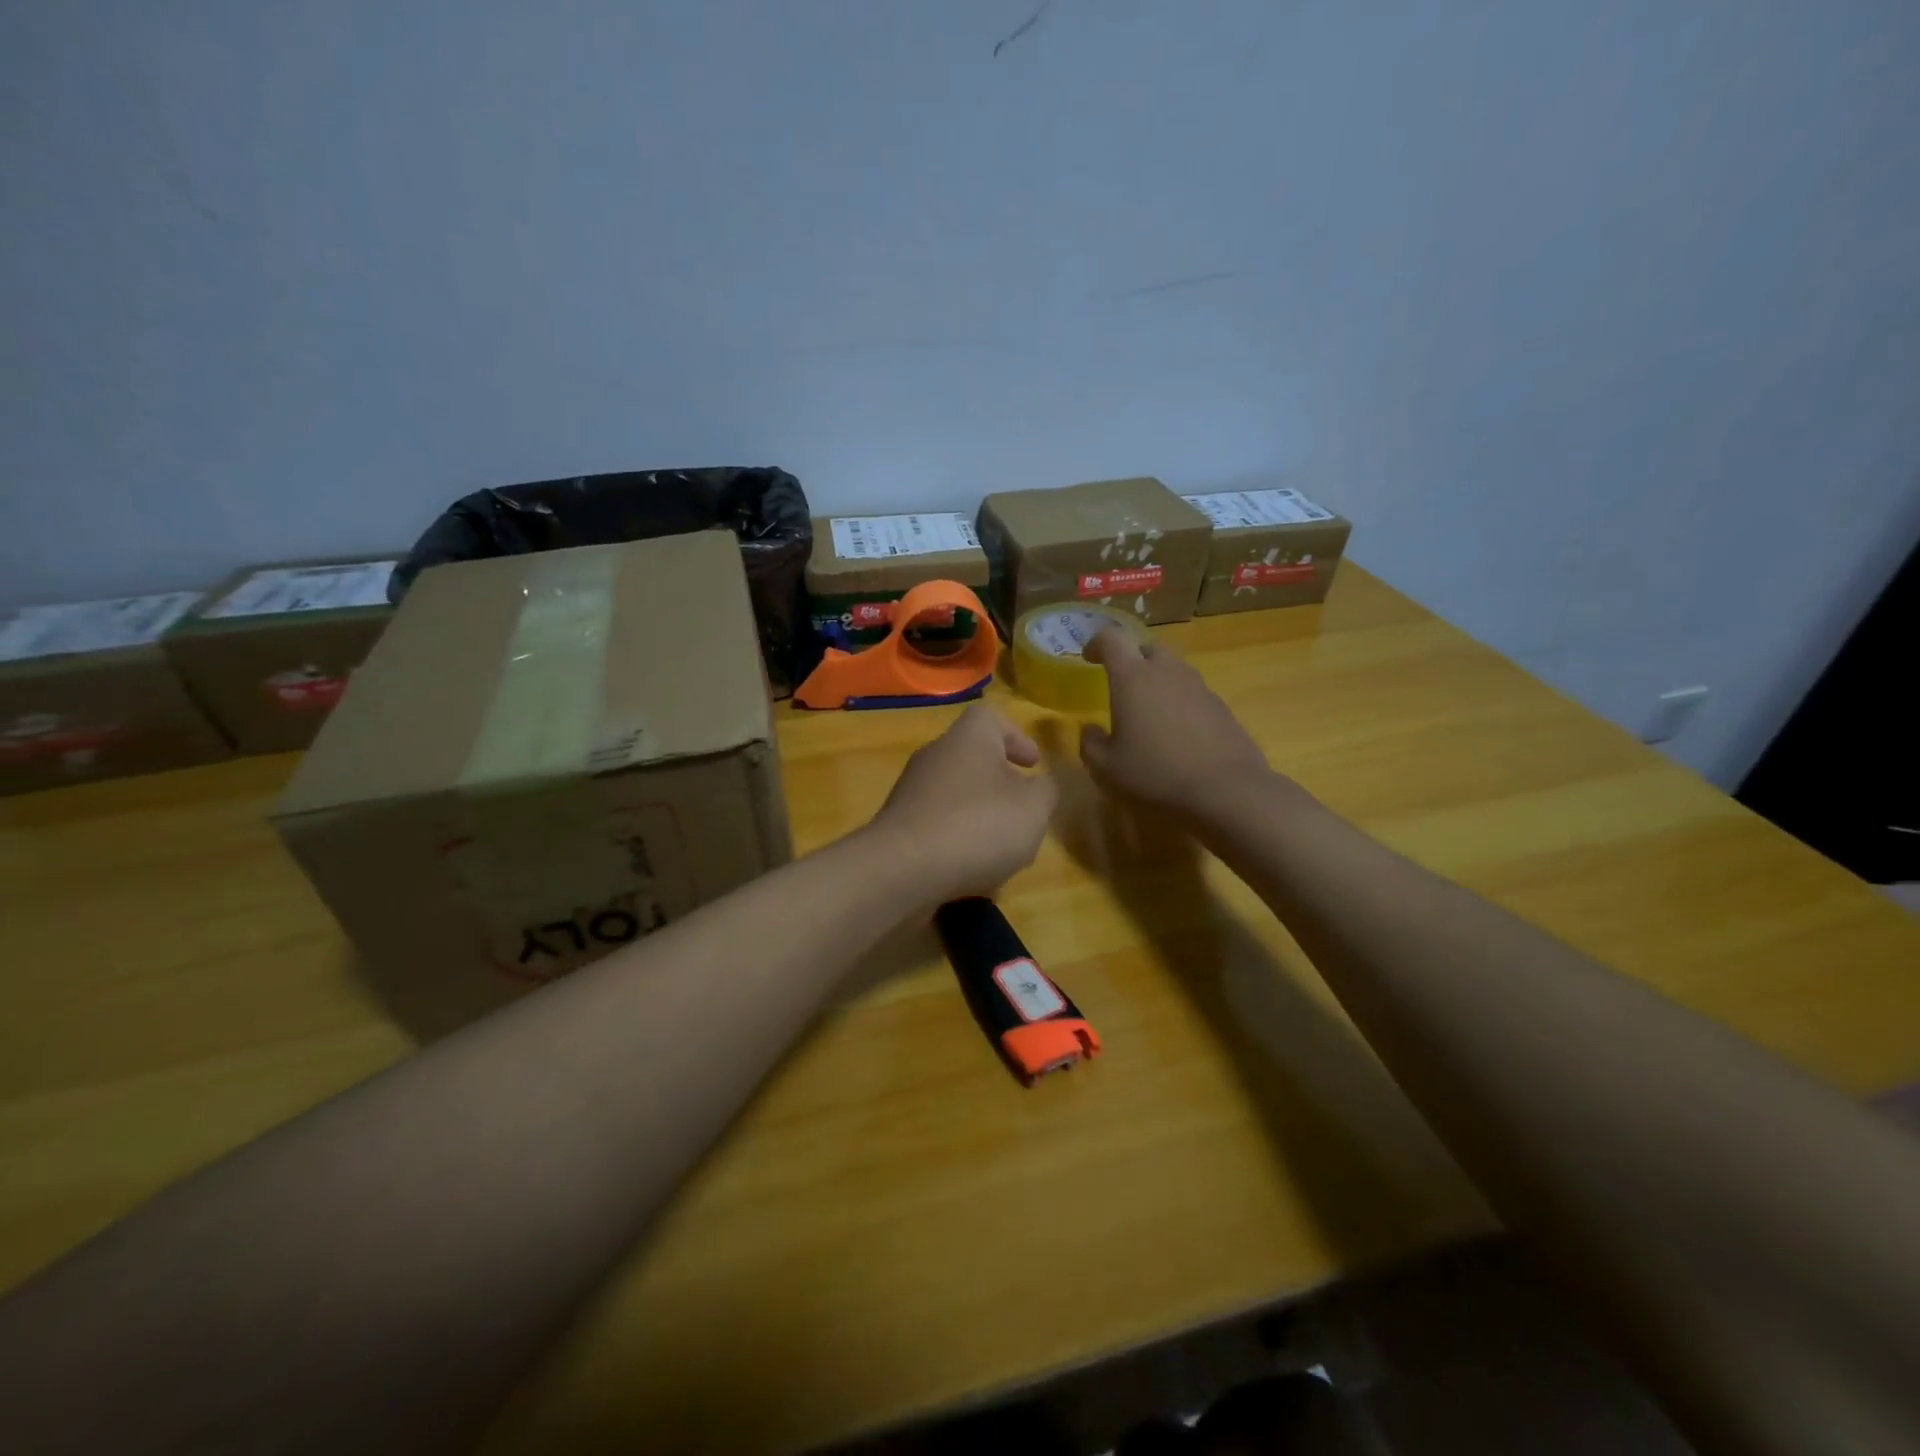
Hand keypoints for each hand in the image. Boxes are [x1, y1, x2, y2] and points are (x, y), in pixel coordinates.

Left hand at [869, 703, 1058, 905]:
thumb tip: (1039, 787)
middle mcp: (935, 755)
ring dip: (979, 813)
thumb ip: (1045, 791)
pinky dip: (955, 838)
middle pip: (971, 756)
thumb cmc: (977, 825)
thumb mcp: (1034, 807)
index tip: (1032, 764)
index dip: (1014, 736)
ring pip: (954, 793)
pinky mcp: (898, 826)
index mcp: (968, 738)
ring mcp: (911, 791)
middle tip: (1022, 809)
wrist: (902, 870)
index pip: (989, 717)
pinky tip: (969, 867)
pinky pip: (936, 823)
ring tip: (1000, 847)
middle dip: (999, 781)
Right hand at [1079, 627, 1271, 819]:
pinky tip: (1177, 731)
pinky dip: (1178, 700)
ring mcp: (1198, 686)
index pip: (1111, 638)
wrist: (1226, 790)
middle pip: (1147, 646)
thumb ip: (1090, 744)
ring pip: (1173, 668)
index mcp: (1132, 678)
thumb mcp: (1107, 768)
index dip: (1096, 643)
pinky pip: (1192, 691)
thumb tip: (1089, 730)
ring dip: (1157, 679)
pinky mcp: (1220, 705)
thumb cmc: (1156, 774)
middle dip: (1131, 658)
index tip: (1088, 658)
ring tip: (1149, 710)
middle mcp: (1167, 671)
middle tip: (1121, 684)